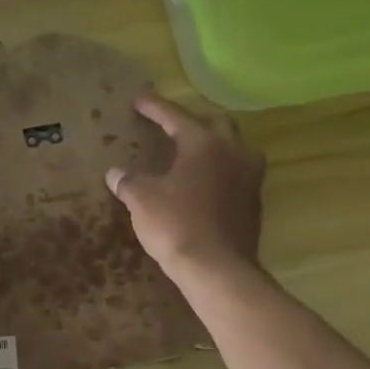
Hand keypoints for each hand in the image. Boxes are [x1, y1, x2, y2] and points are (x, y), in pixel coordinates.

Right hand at [104, 94, 265, 277]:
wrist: (217, 268)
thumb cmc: (176, 224)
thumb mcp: (141, 199)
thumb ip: (128, 180)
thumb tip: (115, 173)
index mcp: (204, 143)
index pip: (175, 116)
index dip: (154, 107)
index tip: (138, 99)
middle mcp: (233, 152)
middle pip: (216, 124)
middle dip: (193, 122)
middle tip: (171, 128)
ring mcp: (249, 177)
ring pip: (234, 148)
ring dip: (213, 146)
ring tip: (191, 154)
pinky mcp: (254, 202)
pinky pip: (237, 174)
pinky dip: (219, 171)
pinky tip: (202, 184)